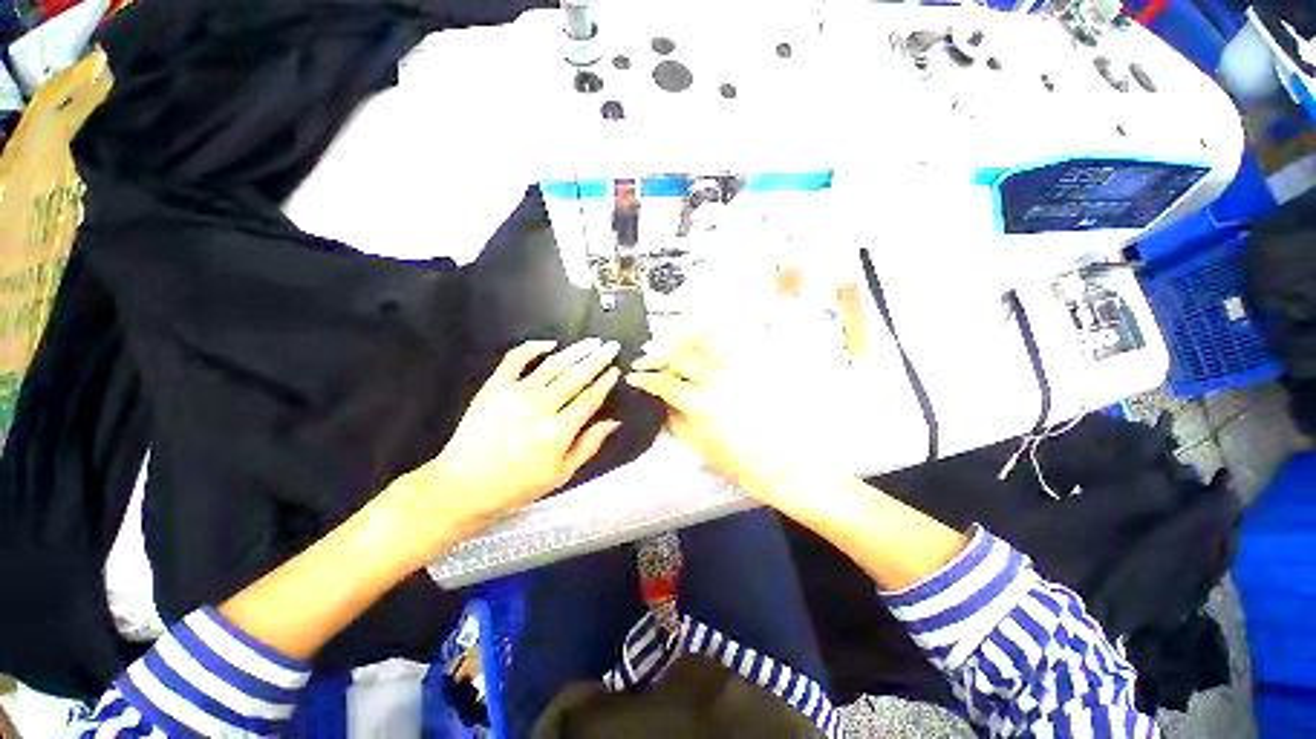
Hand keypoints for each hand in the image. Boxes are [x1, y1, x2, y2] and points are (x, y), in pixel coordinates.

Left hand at [400, 338, 622, 543]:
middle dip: (598, 359)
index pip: (590, 398)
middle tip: (612, 346)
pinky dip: (533, 347)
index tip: (616, 370)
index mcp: (558, 431)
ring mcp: (516, 393)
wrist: (464, 485)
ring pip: (553, 365)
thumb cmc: (517, 485)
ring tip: (592, 342)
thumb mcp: (561, 474)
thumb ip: (589, 445)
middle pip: (576, 377)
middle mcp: (541, 407)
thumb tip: (613, 422)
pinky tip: (549, 343)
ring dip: (575, 351)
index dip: (605, 382)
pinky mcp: (495, 387)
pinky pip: (515, 359)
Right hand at [626, 334, 809, 499]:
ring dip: (679, 339)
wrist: (784, 462)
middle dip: (657, 352)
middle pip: (680, 354)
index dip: (645, 378)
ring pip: (702, 343)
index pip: (665, 383)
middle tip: (644, 355)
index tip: (632, 377)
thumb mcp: (702, 449)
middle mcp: (716, 381)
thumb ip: (679, 424)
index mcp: (701, 405)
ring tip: (666, 339)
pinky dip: (703, 342)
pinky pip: (721, 348)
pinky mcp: (748, 369)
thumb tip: (665, 407)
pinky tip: (694, 342)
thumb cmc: (741, 462)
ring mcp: (734, 371)